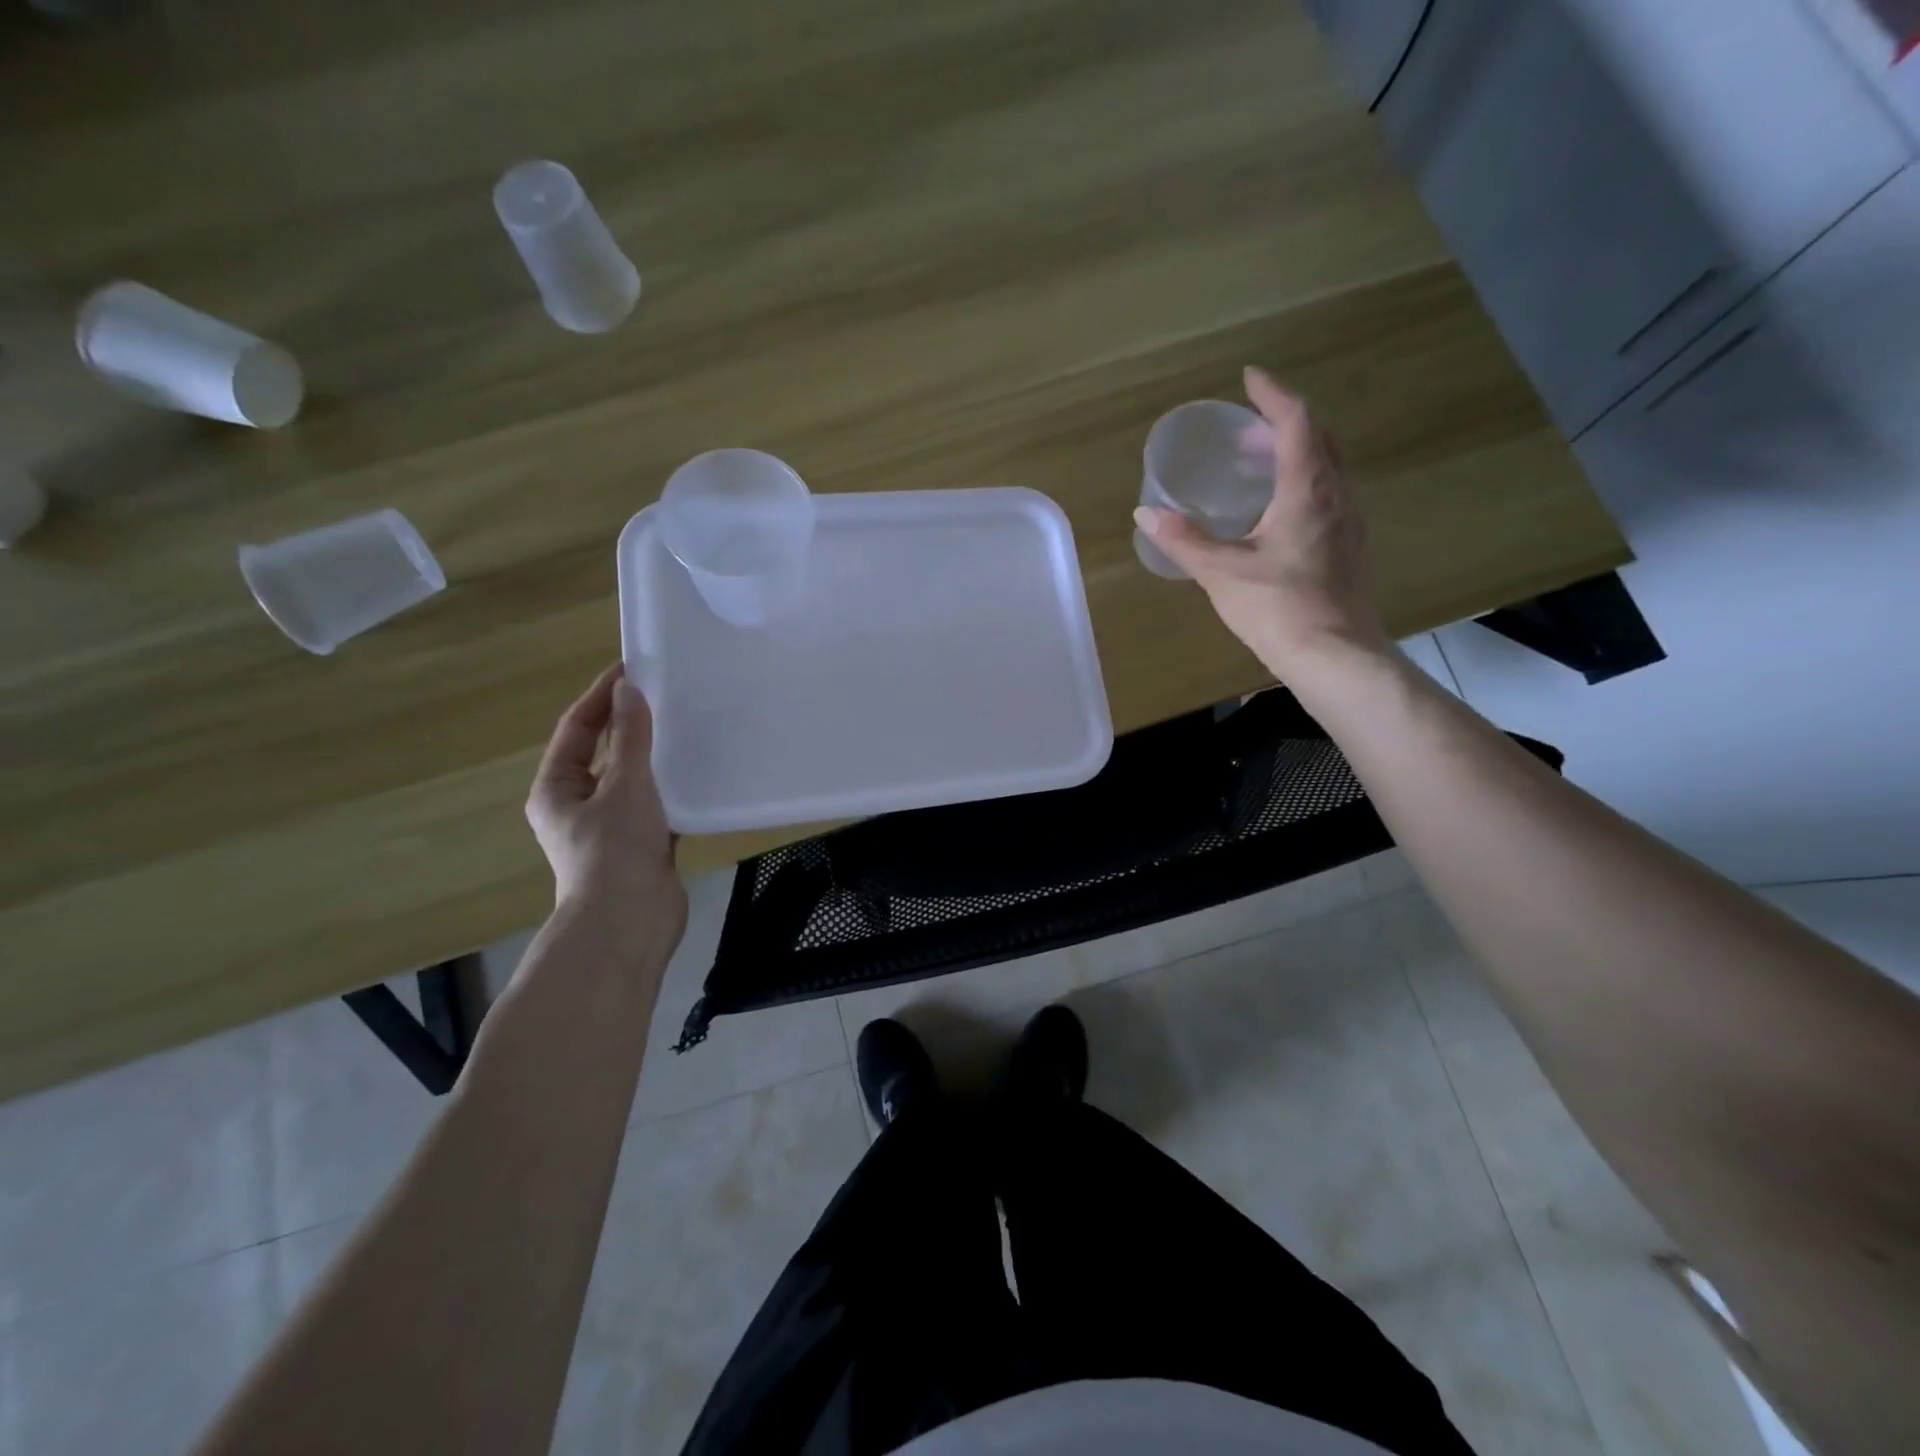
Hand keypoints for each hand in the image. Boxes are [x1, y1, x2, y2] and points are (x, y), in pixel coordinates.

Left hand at [526, 663, 687, 950]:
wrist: (630, 922)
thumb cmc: (616, 850)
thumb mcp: (625, 785)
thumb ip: (631, 737)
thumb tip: (628, 689)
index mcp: (556, 789)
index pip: (577, 728)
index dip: (600, 696)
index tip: (631, 668)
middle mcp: (578, 805)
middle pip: (603, 753)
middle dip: (630, 724)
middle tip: (664, 695)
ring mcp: (610, 828)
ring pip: (633, 780)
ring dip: (654, 756)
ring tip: (687, 727)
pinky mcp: (641, 845)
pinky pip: (656, 805)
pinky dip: (673, 788)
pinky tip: (700, 773)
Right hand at [1135, 367, 1389, 677]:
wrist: (1335, 656)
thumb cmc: (1277, 608)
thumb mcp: (1221, 572)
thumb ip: (1183, 540)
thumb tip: (1146, 513)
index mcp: (1307, 491)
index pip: (1297, 422)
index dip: (1273, 395)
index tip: (1248, 379)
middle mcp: (1336, 496)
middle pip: (1318, 439)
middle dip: (1282, 424)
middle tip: (1243, 431)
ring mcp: (1349, 522)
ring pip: (1326, 468)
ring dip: (1292, 455)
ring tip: (1253, 467)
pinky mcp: (1349, 548)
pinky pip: (1327, 495)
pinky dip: (1300, 484)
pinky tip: (1274, 513)